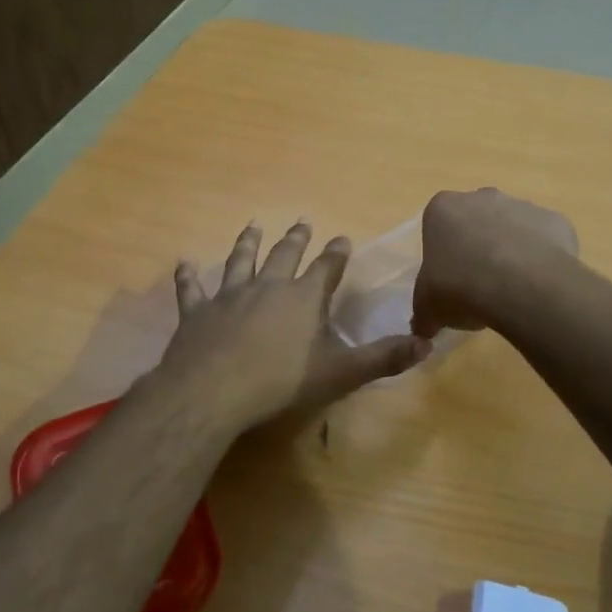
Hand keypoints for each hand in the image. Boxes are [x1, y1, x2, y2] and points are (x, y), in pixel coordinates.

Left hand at [155, 220, 431, 435]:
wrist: (213, 390)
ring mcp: (229, 296)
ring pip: (240, 261)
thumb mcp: (341, 373)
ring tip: (252, 226)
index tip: (342, 238)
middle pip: (284, 255)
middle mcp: (267, 287)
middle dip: (296, 238)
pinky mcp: (197, 313)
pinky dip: (189, 276)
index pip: (326, 268)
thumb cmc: (281, 382)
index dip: (336, 253)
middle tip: (301, 220)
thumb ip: (382, 358)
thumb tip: (426, 345)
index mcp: (303, 298)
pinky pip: (193, 289)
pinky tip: (185, 264)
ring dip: (247, 243)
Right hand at [414, 189, 578, 335]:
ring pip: (513, 227)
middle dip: (478, 245)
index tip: (450, 279)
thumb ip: (423, 314)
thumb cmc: (460, 287)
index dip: (444, 254)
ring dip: (512, 251)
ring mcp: (522, 205)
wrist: (520, 286)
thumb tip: (424, 327)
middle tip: (480, 284)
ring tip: (512, 290)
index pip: (438, 226)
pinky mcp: (555, 220)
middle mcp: (482, 197)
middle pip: (477, 220)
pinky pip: (546, 240)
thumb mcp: (427, 308)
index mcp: (443, 209)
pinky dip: (543, 259)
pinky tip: (539, 286)